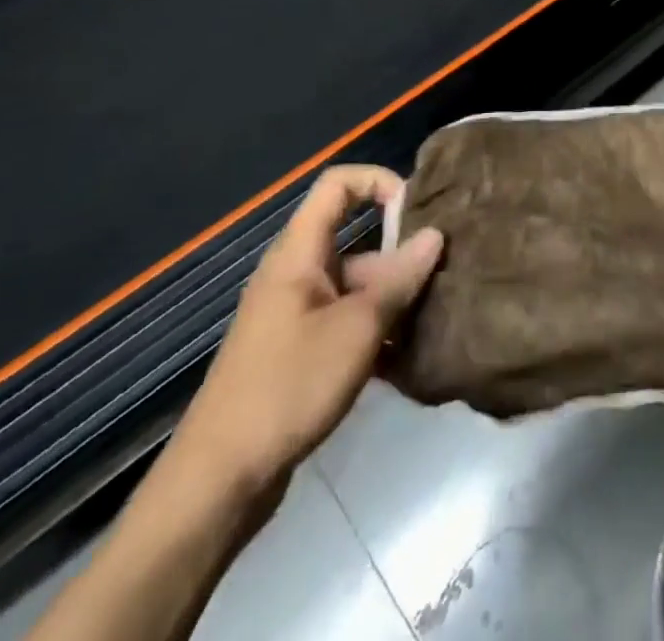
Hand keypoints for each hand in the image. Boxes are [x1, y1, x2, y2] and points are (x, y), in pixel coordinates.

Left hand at [166, 165, 443, 500]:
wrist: (219, 482)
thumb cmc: (288, 387)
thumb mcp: (356, 330)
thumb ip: (399, 279)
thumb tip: (435, 236)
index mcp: (299, 253)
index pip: (338, 184)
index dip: (378, 182)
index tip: (417, 210)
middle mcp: (296, 273)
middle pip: (356, 240)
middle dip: (400, 254)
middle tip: (444, 274)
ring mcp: (296, 314)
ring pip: (355, 286)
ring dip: (393, 298)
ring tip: (436, 318)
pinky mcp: (298, 352)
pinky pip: (345, 321)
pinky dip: (375, 331)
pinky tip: (408, 358)